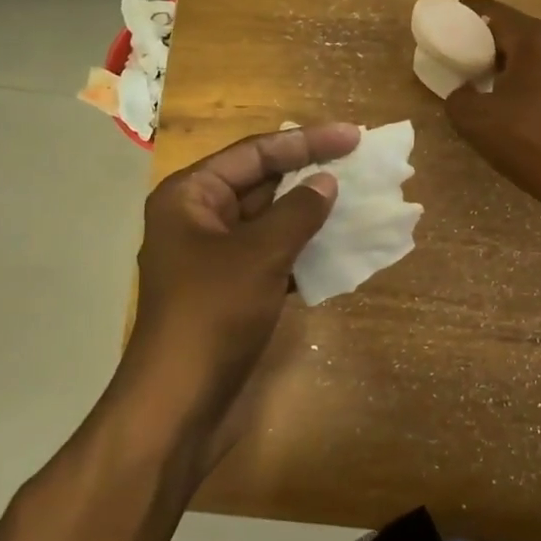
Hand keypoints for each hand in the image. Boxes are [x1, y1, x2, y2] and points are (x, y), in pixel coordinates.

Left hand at [117, 123, 358, 462]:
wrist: (181, 404)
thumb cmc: (212, 315)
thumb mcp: (259, 255)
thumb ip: (297, 212)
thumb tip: (326, 183)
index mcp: (190, 196)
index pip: (255, 153)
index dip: (306, 142)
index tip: (352, 136)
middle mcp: (201, 218)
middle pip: (262, 182)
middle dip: (310, 173)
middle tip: (359, 162)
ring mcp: (218, 256)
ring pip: (272, 220)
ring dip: (312, 212)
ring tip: (358, 198)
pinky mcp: (235, 288)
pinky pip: (275, 254)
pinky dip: (305, 248)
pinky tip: (342, 245)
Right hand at [445, 0, 540, 209]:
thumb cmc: (530, 140)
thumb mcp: (475, 120)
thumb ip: (458, 97)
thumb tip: (464, 92)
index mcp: (534, 38)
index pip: (492, 11)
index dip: (464, 13)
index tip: (445, 22)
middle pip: (516, 31)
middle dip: (487, 42)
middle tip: (462, 59)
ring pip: (537, 55)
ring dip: (512, 64)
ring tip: (489, 85)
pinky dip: (532, 82)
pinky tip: (521, 107)